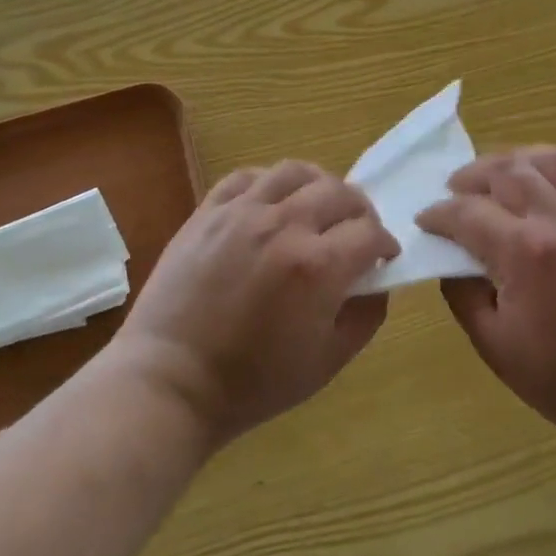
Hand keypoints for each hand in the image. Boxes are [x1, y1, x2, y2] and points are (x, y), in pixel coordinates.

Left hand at [117, 161, 399, 447]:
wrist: (170, 381)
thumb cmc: (253, 383)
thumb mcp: (328, 362)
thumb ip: (366, 316)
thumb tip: (377, 281)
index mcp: (317, 266)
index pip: (370, 233)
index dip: (385, 245)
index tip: (383, 258)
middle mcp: (284, 226)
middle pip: (340, 192)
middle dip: (360, 211)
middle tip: (357, 232)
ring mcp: (241, 213)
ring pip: (295, 172)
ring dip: (319, 185)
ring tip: (318, 206)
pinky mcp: (208, 212)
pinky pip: (248, 176)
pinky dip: (270, 182)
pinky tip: (273, 202)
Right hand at [417, 147, 555, 449]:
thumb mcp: (493, 344)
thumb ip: (461, 292)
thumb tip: (451, 256)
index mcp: (526, 252)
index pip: (468, 212)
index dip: (438, 214)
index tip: (424, 220)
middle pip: (505, 171)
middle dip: (469, 178)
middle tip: (452, 194)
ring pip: (546, 159)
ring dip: (511, 161)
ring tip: (494, 179)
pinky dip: (551, 167)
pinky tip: (537, 182)